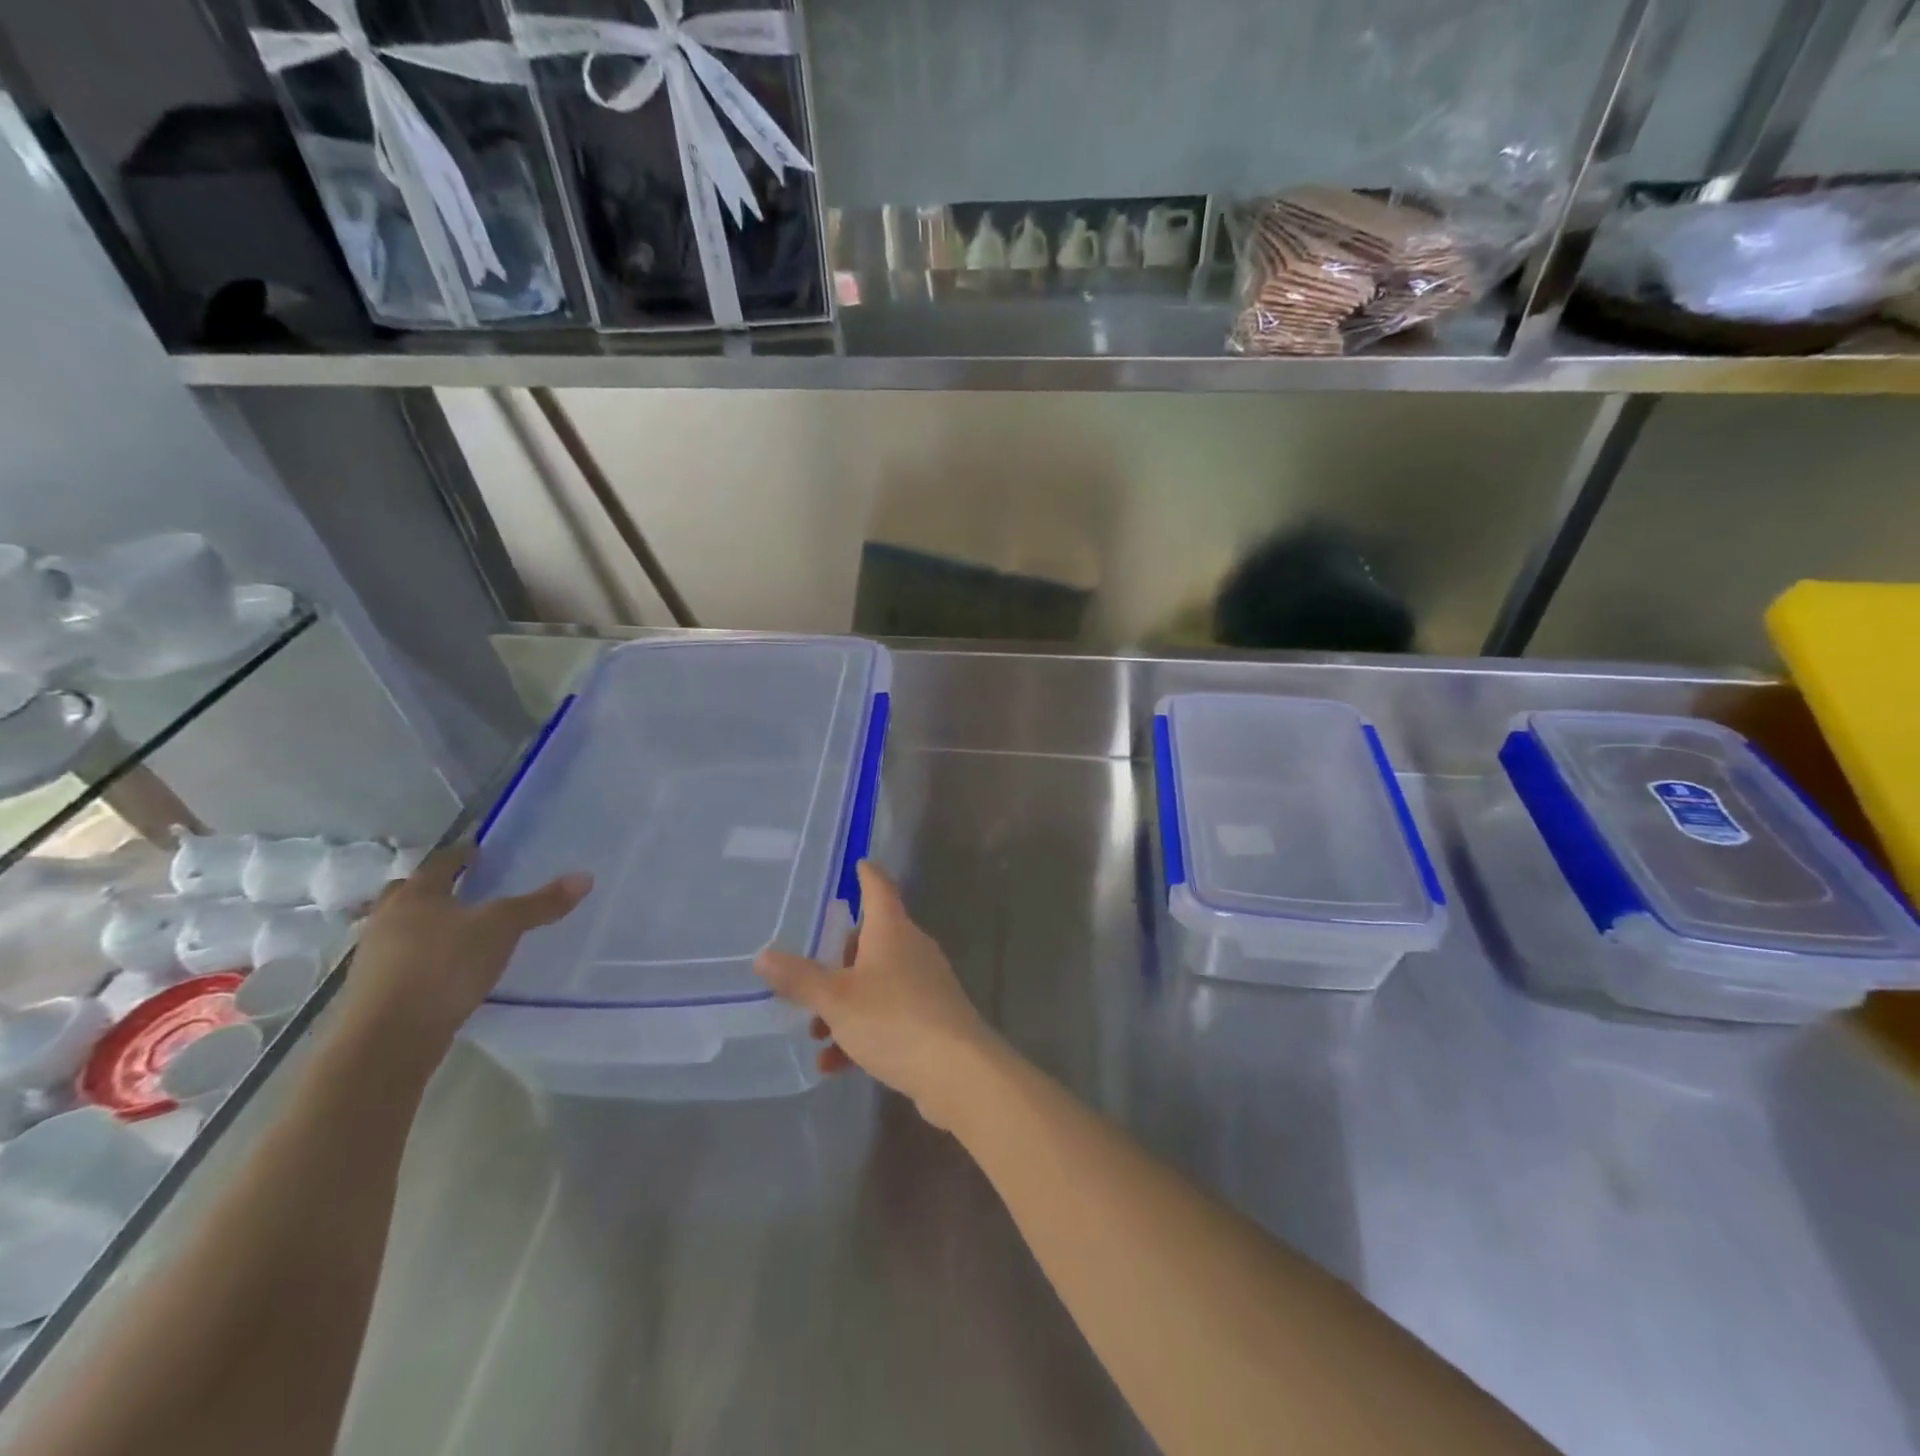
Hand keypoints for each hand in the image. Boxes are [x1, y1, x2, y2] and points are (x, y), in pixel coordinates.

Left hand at [339, 845, 591, 1051]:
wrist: (387, 1038)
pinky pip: (398, 960)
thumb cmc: (444, 966)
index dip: (461, 854)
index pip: (440, 862)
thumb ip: (541, 903)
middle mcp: (388, 917)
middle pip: (408, 892)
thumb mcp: (503, 929)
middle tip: (463, 888)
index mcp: (417, 894)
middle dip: (433, 887)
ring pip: (399, 927)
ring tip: (457, 930)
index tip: (478, 850)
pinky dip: (419, 956)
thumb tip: (585, 877)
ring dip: (422, 924)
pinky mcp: (373, 990)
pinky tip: (443, 968)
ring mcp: (374, 955)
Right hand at [755, 862, 997, 1129]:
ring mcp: (925, 983)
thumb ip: (799, 978)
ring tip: (816, 1035)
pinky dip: (862, 1032)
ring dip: (844, 1005)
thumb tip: (763, 955)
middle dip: (838, 960)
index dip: (866, 874)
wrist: (957, 1071)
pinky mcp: (932, 1017)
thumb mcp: (835, 1000)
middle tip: (810, 977)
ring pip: (876, 983)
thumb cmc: (893, 1019)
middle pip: (872, 939)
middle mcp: (912, 948)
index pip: (879, 888)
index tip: (858, 863)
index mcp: (892, 930)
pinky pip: (889, 1015)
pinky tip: (836, 1064)